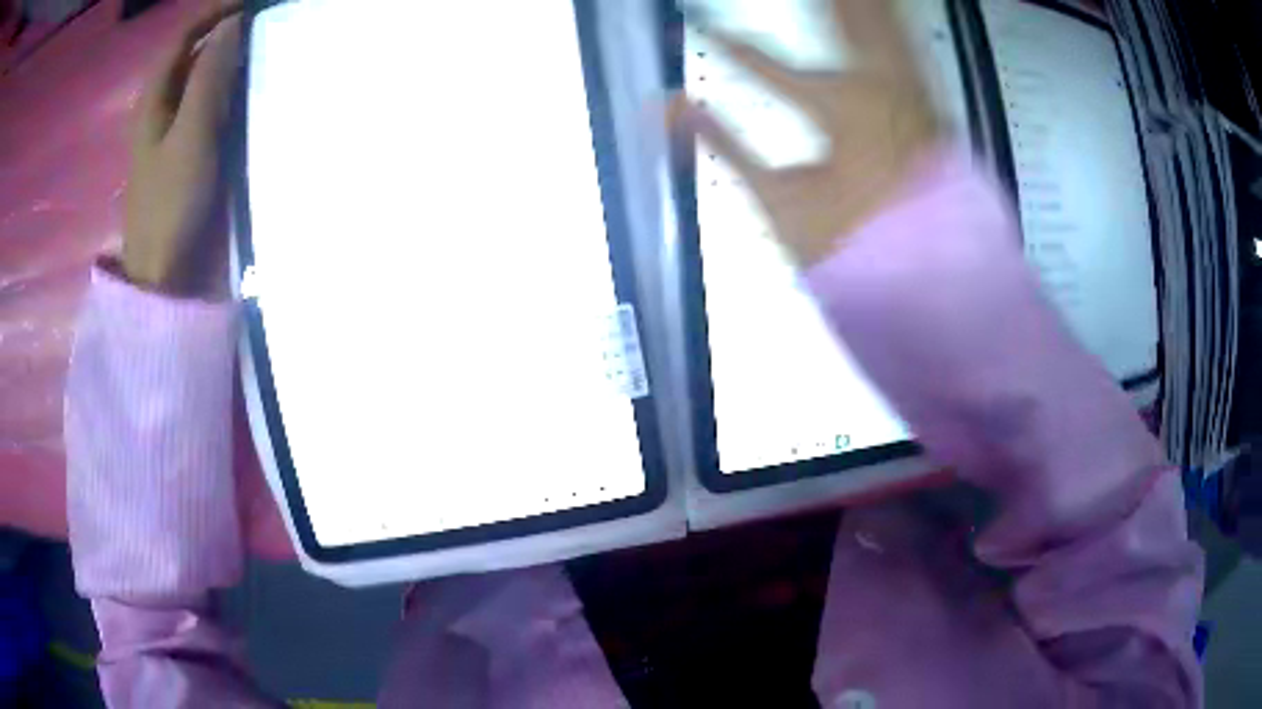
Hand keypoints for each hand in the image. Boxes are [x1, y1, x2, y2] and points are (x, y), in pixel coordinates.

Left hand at [122, 4, 241, 295]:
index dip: (216, 10)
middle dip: (226, 30)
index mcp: (154, 98)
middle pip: (193, 52)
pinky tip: (249, 91)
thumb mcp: (191, 135)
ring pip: (201, 77)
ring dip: (230, 58)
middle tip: (264, 23)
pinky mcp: (185, 152)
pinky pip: (207, 104)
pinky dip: (228, 89)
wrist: (162, 275)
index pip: (184, 35)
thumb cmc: (171, 204)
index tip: (253, 2)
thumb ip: (211, 77)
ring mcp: (171, 130)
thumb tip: (234, 23)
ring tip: (263, 48)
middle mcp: (160, 106)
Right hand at [677, 0, 942, 266]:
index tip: (692, 25)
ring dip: (858, 6)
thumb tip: (671, 109)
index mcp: (839, 108)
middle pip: (842, 16)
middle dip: (824, 3)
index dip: (725, 45)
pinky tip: (885, 11)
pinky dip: (890, 23)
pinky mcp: (929, 102)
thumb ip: (725, 145)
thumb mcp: (781, 201)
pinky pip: (908, 46)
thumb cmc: (855, 243)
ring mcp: (911, 91)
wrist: (931, 272)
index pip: (765, 65)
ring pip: (881, 22)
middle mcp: (880, 87)